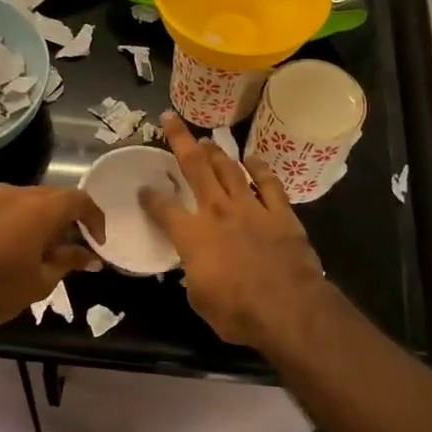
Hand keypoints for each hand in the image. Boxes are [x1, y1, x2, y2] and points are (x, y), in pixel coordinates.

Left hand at [0, 183, 104, 332]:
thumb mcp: (41, 280)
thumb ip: (69, 261)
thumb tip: (91, 257)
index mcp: (41, 207)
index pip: (80, 201)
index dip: (94, 219)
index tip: (98, 242)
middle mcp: (18, 193)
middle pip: (54, 197)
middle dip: (69, 218)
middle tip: (74, 246)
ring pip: (29, 200)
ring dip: (44, 218)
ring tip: (45, 248)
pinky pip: (8, 207)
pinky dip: (22, 220)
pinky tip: (17, 246)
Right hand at [139, 113, 327, 349]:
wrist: (287, 308)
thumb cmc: (236, 312)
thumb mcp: (199, 299)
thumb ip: (193, 273)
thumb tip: (195, 265)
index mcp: (192, 235)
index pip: (163, 209)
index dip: (150, 198)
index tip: (143, 189)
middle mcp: (217, 212)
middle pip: (195, 168)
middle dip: (180, 140)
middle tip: (170, 120)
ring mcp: (250, 208)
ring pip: (229, 169)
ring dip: (216, 152)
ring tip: (207, 140)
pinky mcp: (280, 213)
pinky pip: (268, 183)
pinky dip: (259, 168)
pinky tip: (252, 158)